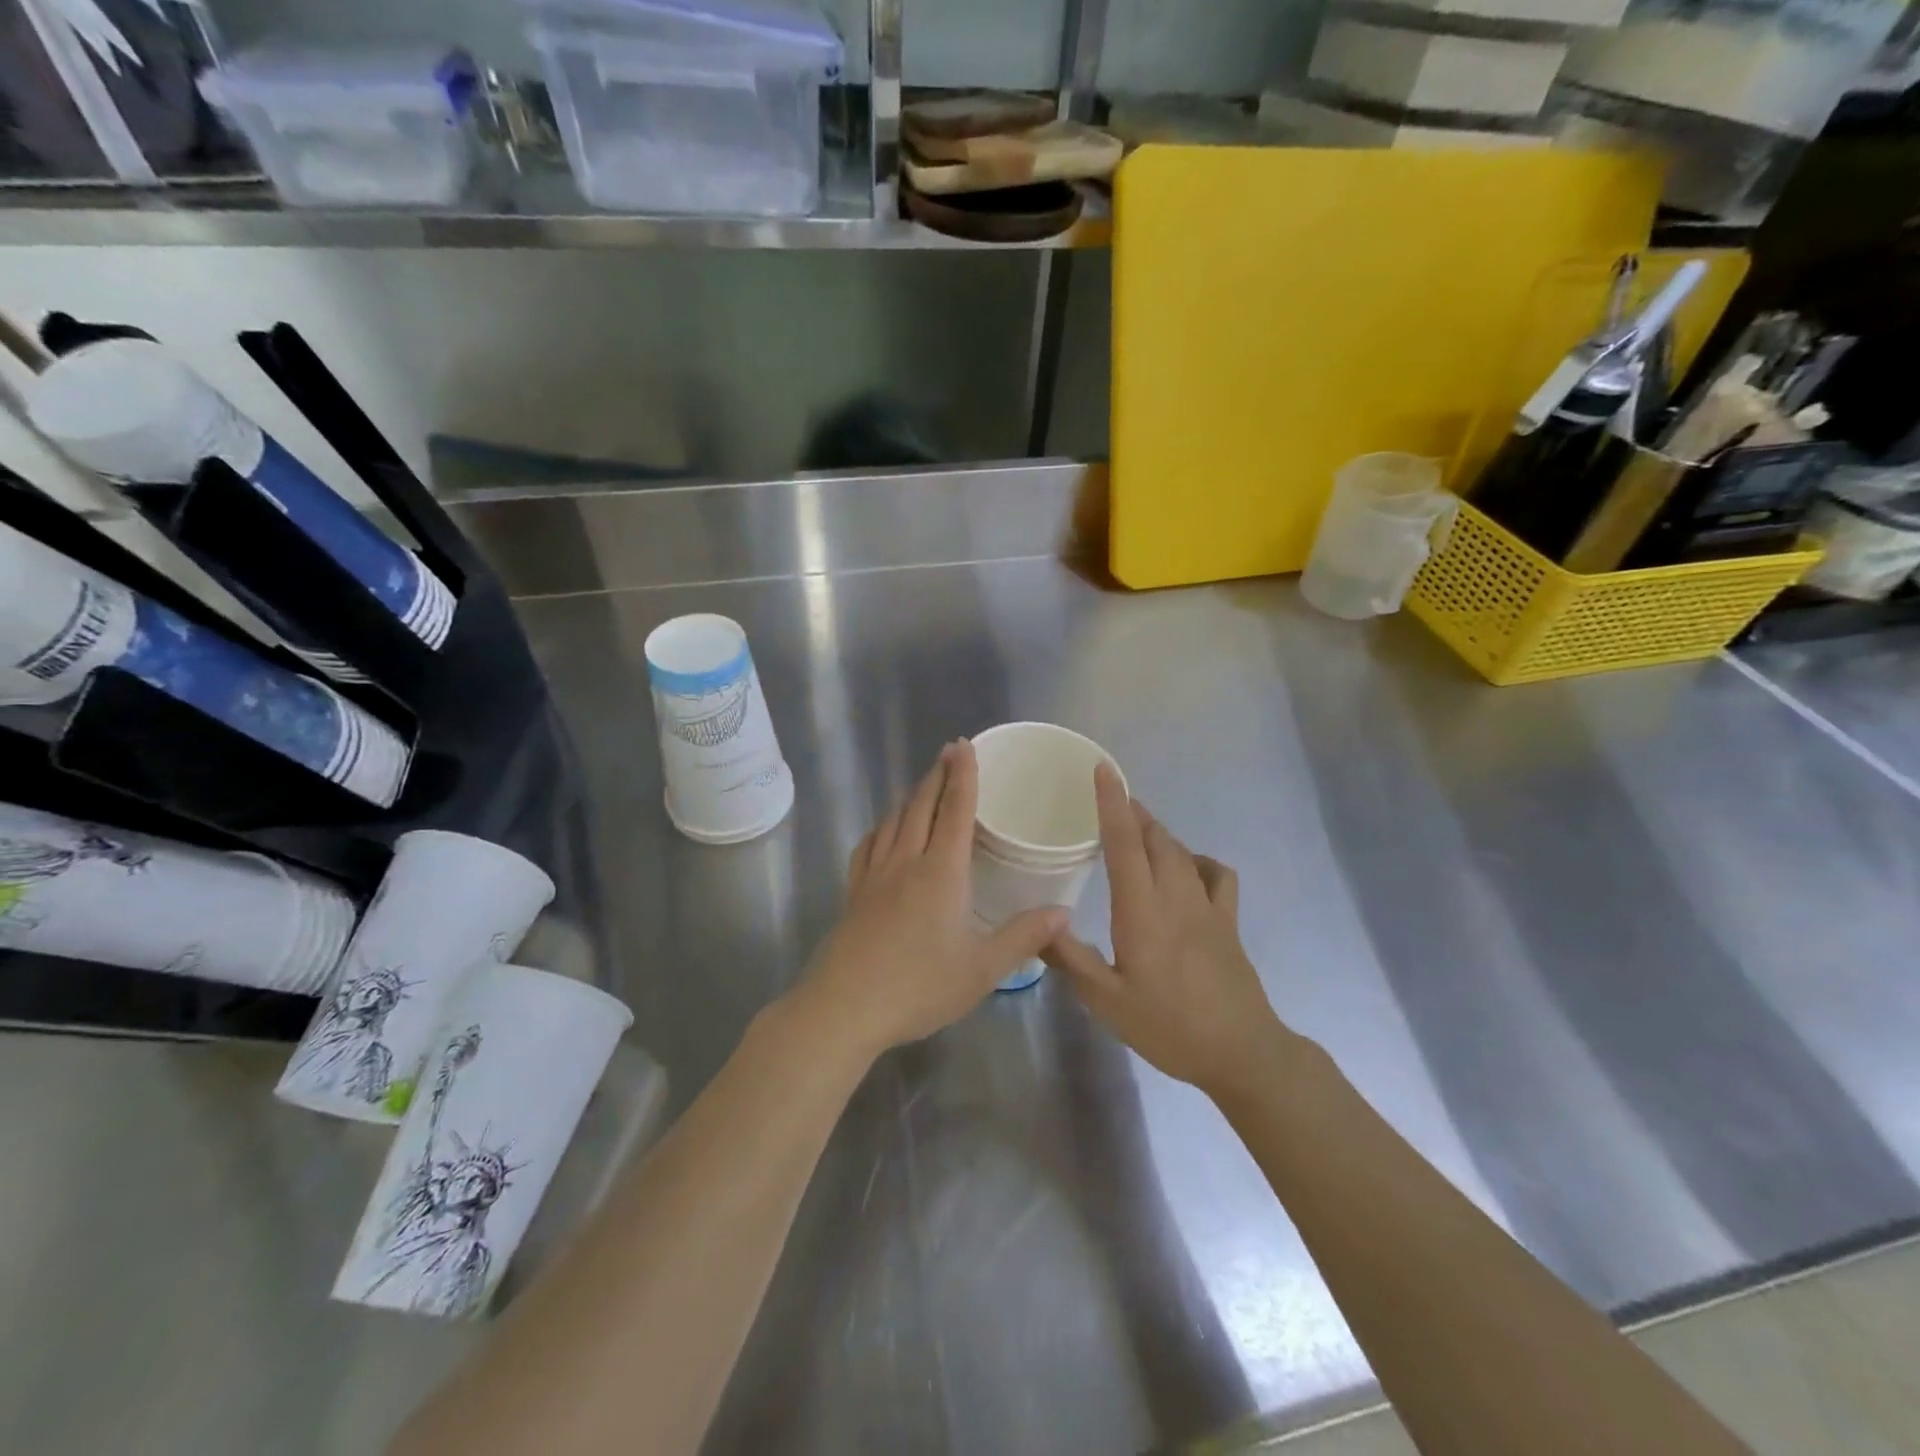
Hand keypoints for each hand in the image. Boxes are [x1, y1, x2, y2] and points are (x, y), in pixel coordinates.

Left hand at [790, 741, 1067, 1059]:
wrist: (844, 1008)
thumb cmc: (919, 987)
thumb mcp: (982, 969)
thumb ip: (1023, 937)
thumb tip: (1063, 912)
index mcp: (941, 872)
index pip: (955, 811)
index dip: (963, 776)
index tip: (964, 746)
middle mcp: (906, 862)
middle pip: (921, 806)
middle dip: (937, 776)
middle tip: (948, 753)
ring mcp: (874, 876)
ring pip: (893, 821)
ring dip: (910, 797)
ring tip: (922, 785)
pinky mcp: (853, 893)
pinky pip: (868, 846)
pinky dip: (881, 827)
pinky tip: (883, 831)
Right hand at [1048, 765, 1294, 1100]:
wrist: (1241, 1052)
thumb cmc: (1169, 1027)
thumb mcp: (1107, 1001)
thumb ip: (1070, 959)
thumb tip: (1037, 925)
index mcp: (1142, 911)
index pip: (1125, 844)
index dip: (1112, 803)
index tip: (1102, 770)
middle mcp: (1176, 897)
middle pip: (1156, 837)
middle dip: (1133, 811)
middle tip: (1110, 800)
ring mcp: (1208, 906)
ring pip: (1182, 851)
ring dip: (1158, 831)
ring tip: (1137, 828)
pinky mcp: (1227, 921)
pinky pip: (1216, 874)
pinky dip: (1198, 860)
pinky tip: (1187, 869)